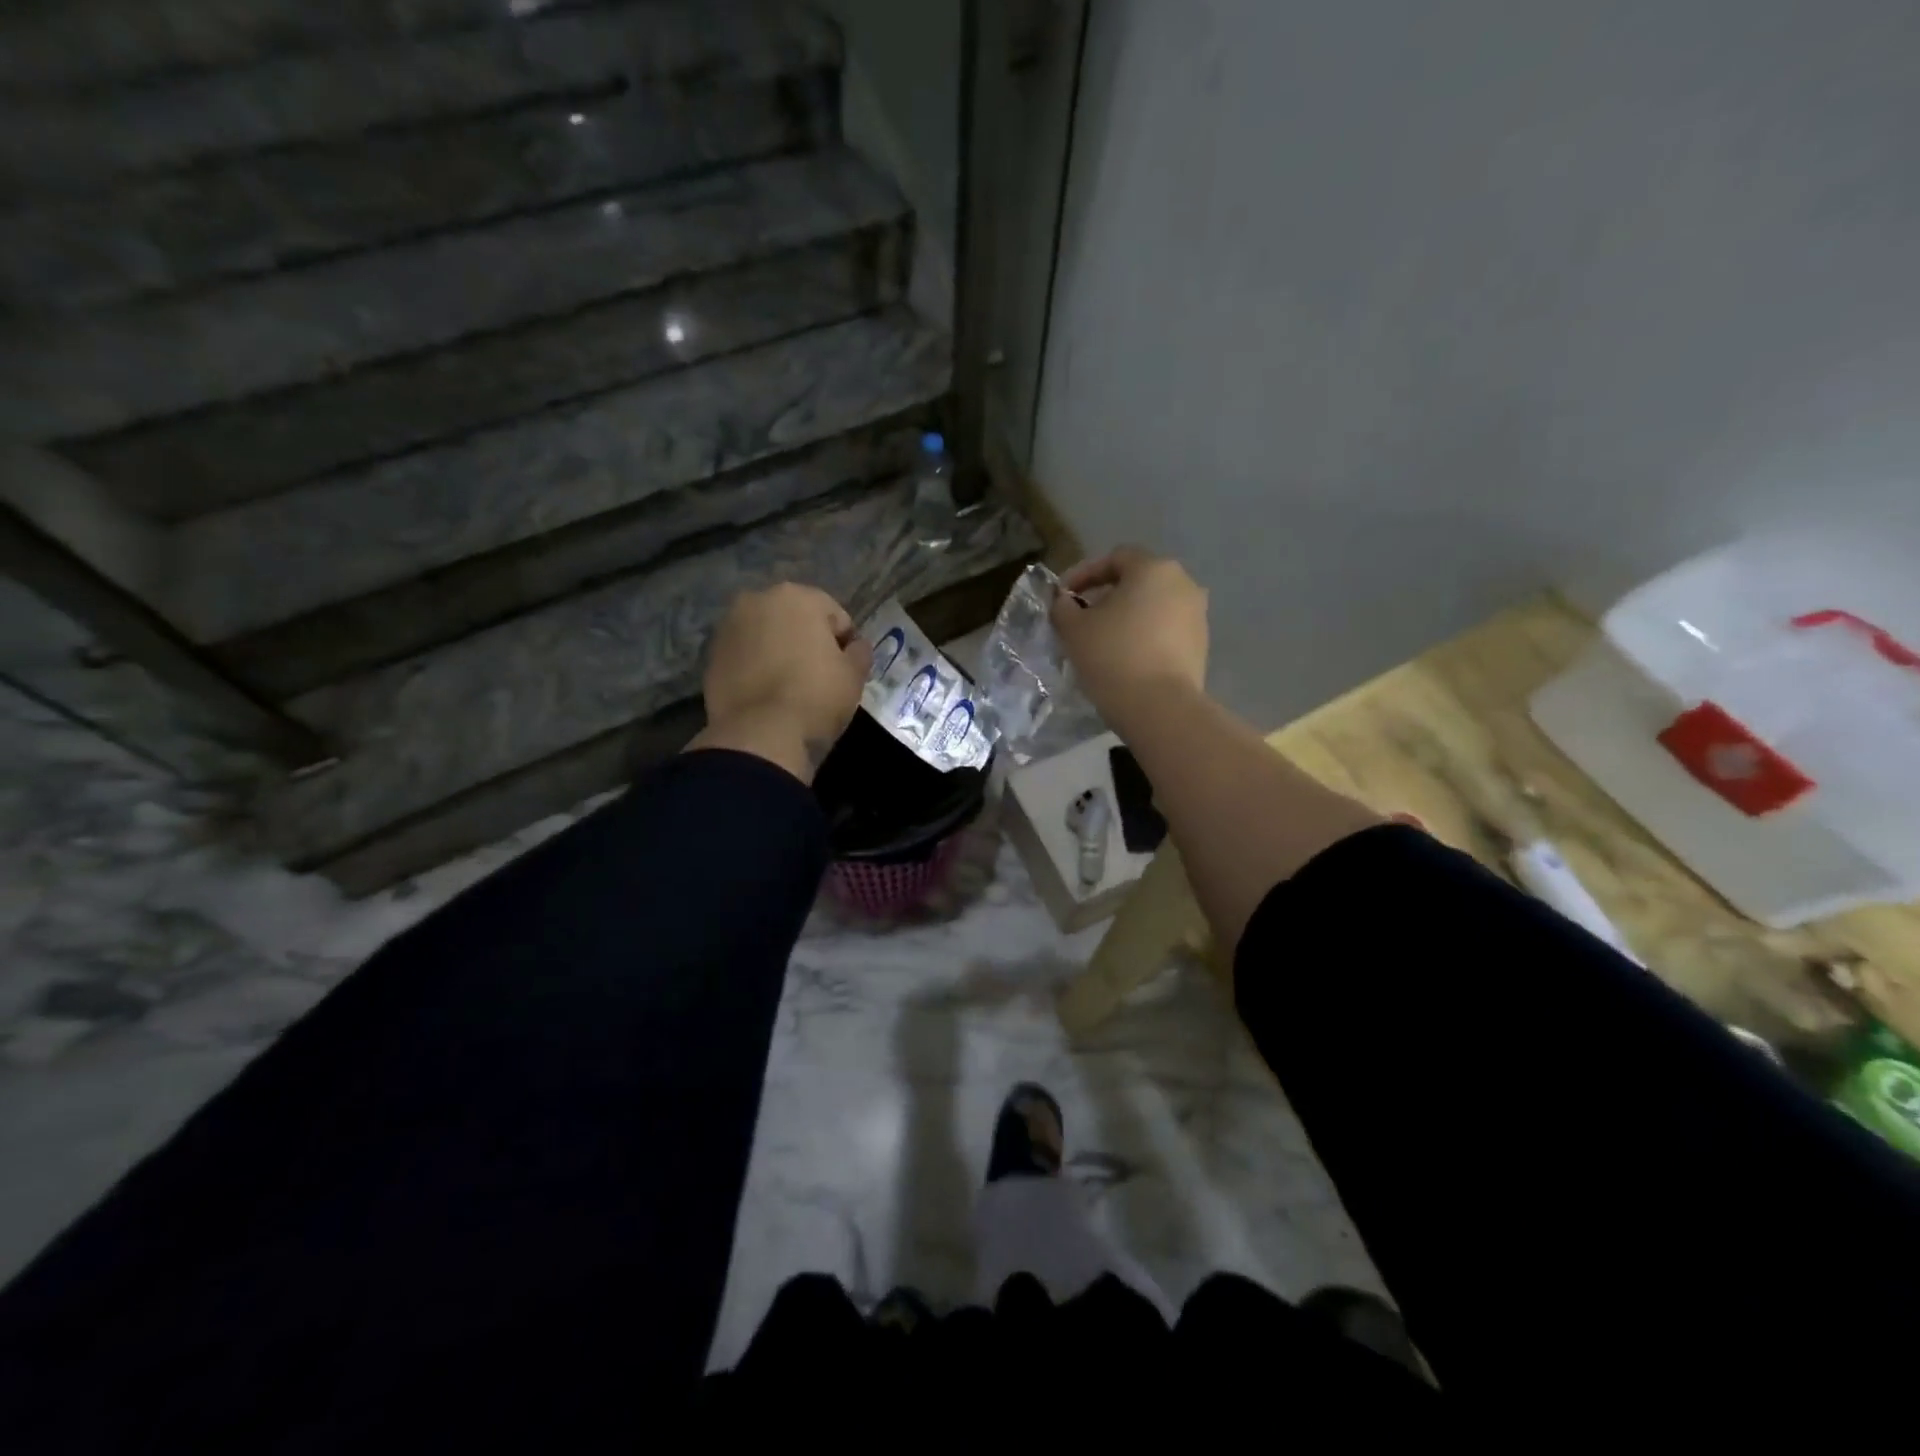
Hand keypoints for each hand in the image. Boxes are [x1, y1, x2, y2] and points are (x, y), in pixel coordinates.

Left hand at [688, 583, 872, 782]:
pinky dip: (755, 668)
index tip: (846, 670)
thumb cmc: (817, 696)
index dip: (845, 644)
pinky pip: (744, 657)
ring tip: (789, 686)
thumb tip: (855, 646)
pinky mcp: (710, 657)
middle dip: (806, 641)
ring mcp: (728, 628)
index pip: (835, 616)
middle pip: (794, 619)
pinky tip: (766, 694)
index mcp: (798, 596)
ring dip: (778, 651)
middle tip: (818, 676)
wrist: (761, 735)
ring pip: (765, 636)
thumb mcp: (854, 675)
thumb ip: (859, 652)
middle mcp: (757, 601)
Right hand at [1050, 547, 1207, 726]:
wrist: (1160, 708)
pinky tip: (1126, 658)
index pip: (1114, 558)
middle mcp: (1183, 583)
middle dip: (1106, 596)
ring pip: (1153, 606)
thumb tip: (1065, 602)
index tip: (1062, 597)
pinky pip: (1166, 630)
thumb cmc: (1113, 656)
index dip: (1083, 574)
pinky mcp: (1201, 644)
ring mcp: (1197, 614)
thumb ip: (1063, 607)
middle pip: (1137, 581)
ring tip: (1102, 641)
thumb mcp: (1073, 629)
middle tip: (1081, 618)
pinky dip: (1144, 636)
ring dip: (1127, 617)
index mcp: (1153, 569)